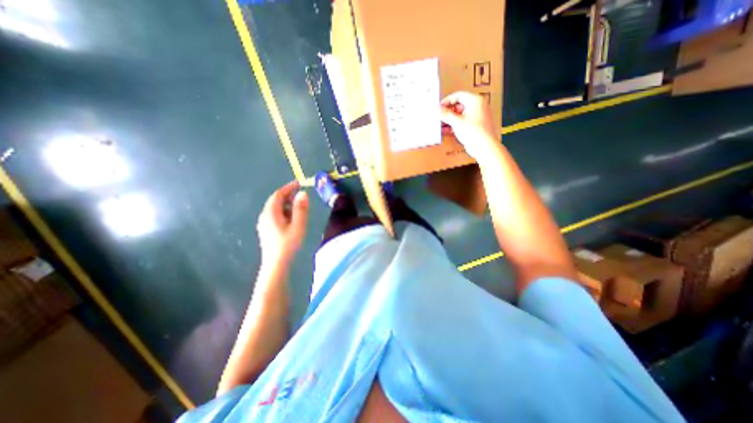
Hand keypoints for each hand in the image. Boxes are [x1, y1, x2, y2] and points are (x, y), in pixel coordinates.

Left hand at [255, 180, 308, 263]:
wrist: (276, 263)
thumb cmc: (288, 244)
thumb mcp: (298, 225)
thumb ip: (300, 209)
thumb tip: (302, 193)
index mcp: (271, 213)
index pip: (278, 195)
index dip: (288, 187)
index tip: (299, 183)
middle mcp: (265, 216)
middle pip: (275, 201)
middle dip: (288, 196)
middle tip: (301, 197)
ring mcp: (264, 223)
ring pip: (275, 208)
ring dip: (287, 205)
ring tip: (299, 210)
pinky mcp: (266, 229)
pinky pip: (274, 215)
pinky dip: (284, 212)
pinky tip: (291, 220)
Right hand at [442, 91, 499, 161]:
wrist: (484, 146)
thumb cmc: (474, 132)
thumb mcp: (456, 122)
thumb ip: (445, 115)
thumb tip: (438, 110)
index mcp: (475, 101)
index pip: (458, 95)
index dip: (447, 101)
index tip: (440, 107)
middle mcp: (478, 106)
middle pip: (459, 105)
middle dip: (448, 112)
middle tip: (440, 116)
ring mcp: (478, 116)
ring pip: (461, 115)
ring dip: (451, 119)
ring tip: (442, 124)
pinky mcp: (476, 126)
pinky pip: (464, 122)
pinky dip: (456, 125)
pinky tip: (448, 130)